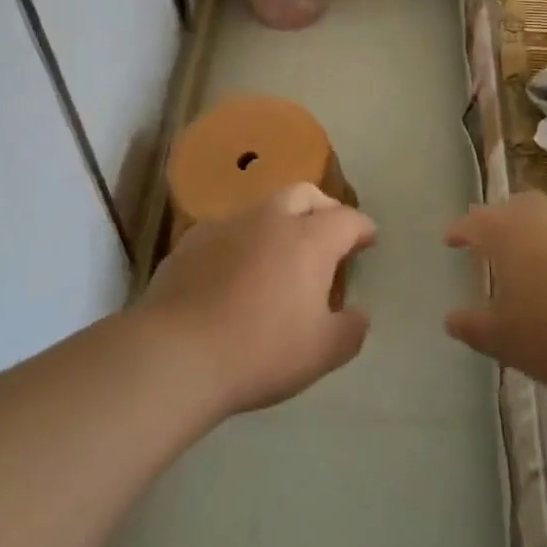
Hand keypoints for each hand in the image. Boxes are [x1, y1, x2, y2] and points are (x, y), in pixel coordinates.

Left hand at [140, 182, 376, 415]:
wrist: (177, 352)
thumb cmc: (261, 351)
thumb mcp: (322, 353)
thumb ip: (350, 330)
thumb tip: (359, 313)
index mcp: (309, 239)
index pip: (346, 219)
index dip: (362, 228)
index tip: (369, 239)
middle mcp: (271, 219)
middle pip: (305, 194)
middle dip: (323, 207)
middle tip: (329, 232)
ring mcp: (228, 224)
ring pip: (264, 207)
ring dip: (281, 221)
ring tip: (282, 251)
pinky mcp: (193, 239)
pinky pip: (229, 229)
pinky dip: (244, 239)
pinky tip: (237, 266)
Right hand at [445, 192, 546, 408]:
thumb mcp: (506, 341)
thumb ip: (473, 326)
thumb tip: (451, 318)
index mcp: (507, 231)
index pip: (474, 221)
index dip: (460, 231)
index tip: (450, 240)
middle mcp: (544, 212)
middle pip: (514, 208)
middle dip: (500, 223)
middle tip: (494, 244)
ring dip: (541, 229)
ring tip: (540, 254)